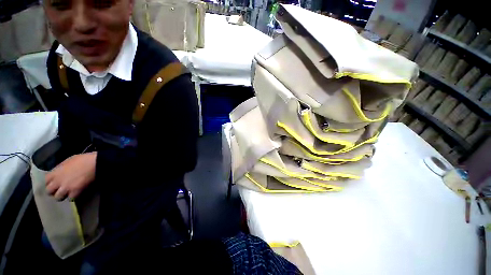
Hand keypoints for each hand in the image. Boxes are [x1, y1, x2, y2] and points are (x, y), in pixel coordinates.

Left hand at [46, 152, 96, 199]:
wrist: (90, 166)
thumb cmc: (78, 160)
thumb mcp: (65, 162)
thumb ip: (59, 171)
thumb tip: (56, 176)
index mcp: (56, 171)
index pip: (46, 180)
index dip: (47, 182)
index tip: (50, 182)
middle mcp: (58, 181)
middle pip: (49, 191)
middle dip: (51, 191)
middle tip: (55, 190)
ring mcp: (66, 189)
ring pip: (57, 198)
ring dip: (60, 196)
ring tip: (63, 193)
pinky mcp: (73, 195)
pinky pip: (68, 199)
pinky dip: (69, 197)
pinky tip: (72, 193)